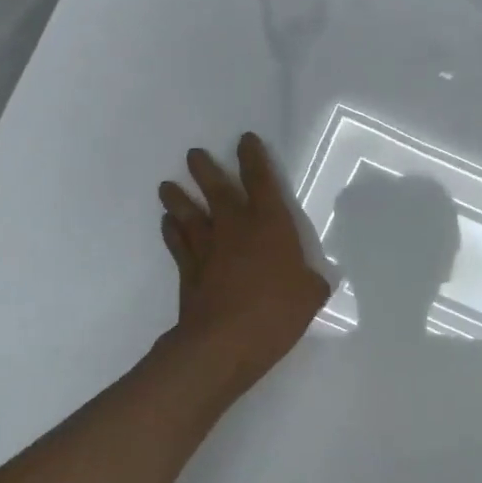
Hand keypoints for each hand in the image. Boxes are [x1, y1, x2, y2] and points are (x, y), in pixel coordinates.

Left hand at [159, 134, 332, 399]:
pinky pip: (177, 244)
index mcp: (270, 224)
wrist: (224, 342)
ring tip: (166, 186)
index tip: (245, 140)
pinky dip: (171, 232)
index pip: (261, 181)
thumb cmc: (276, 312)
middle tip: (193, 154)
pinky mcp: (188, 272)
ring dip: (178, 198)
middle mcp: (235, 228)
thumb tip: (315, 282)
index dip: (253, 158)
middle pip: (217, 190)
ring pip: (189, 214)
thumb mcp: (310, 296)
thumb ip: (312, 284)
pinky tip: (167, 223)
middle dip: (205, 169)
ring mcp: (208, 249)